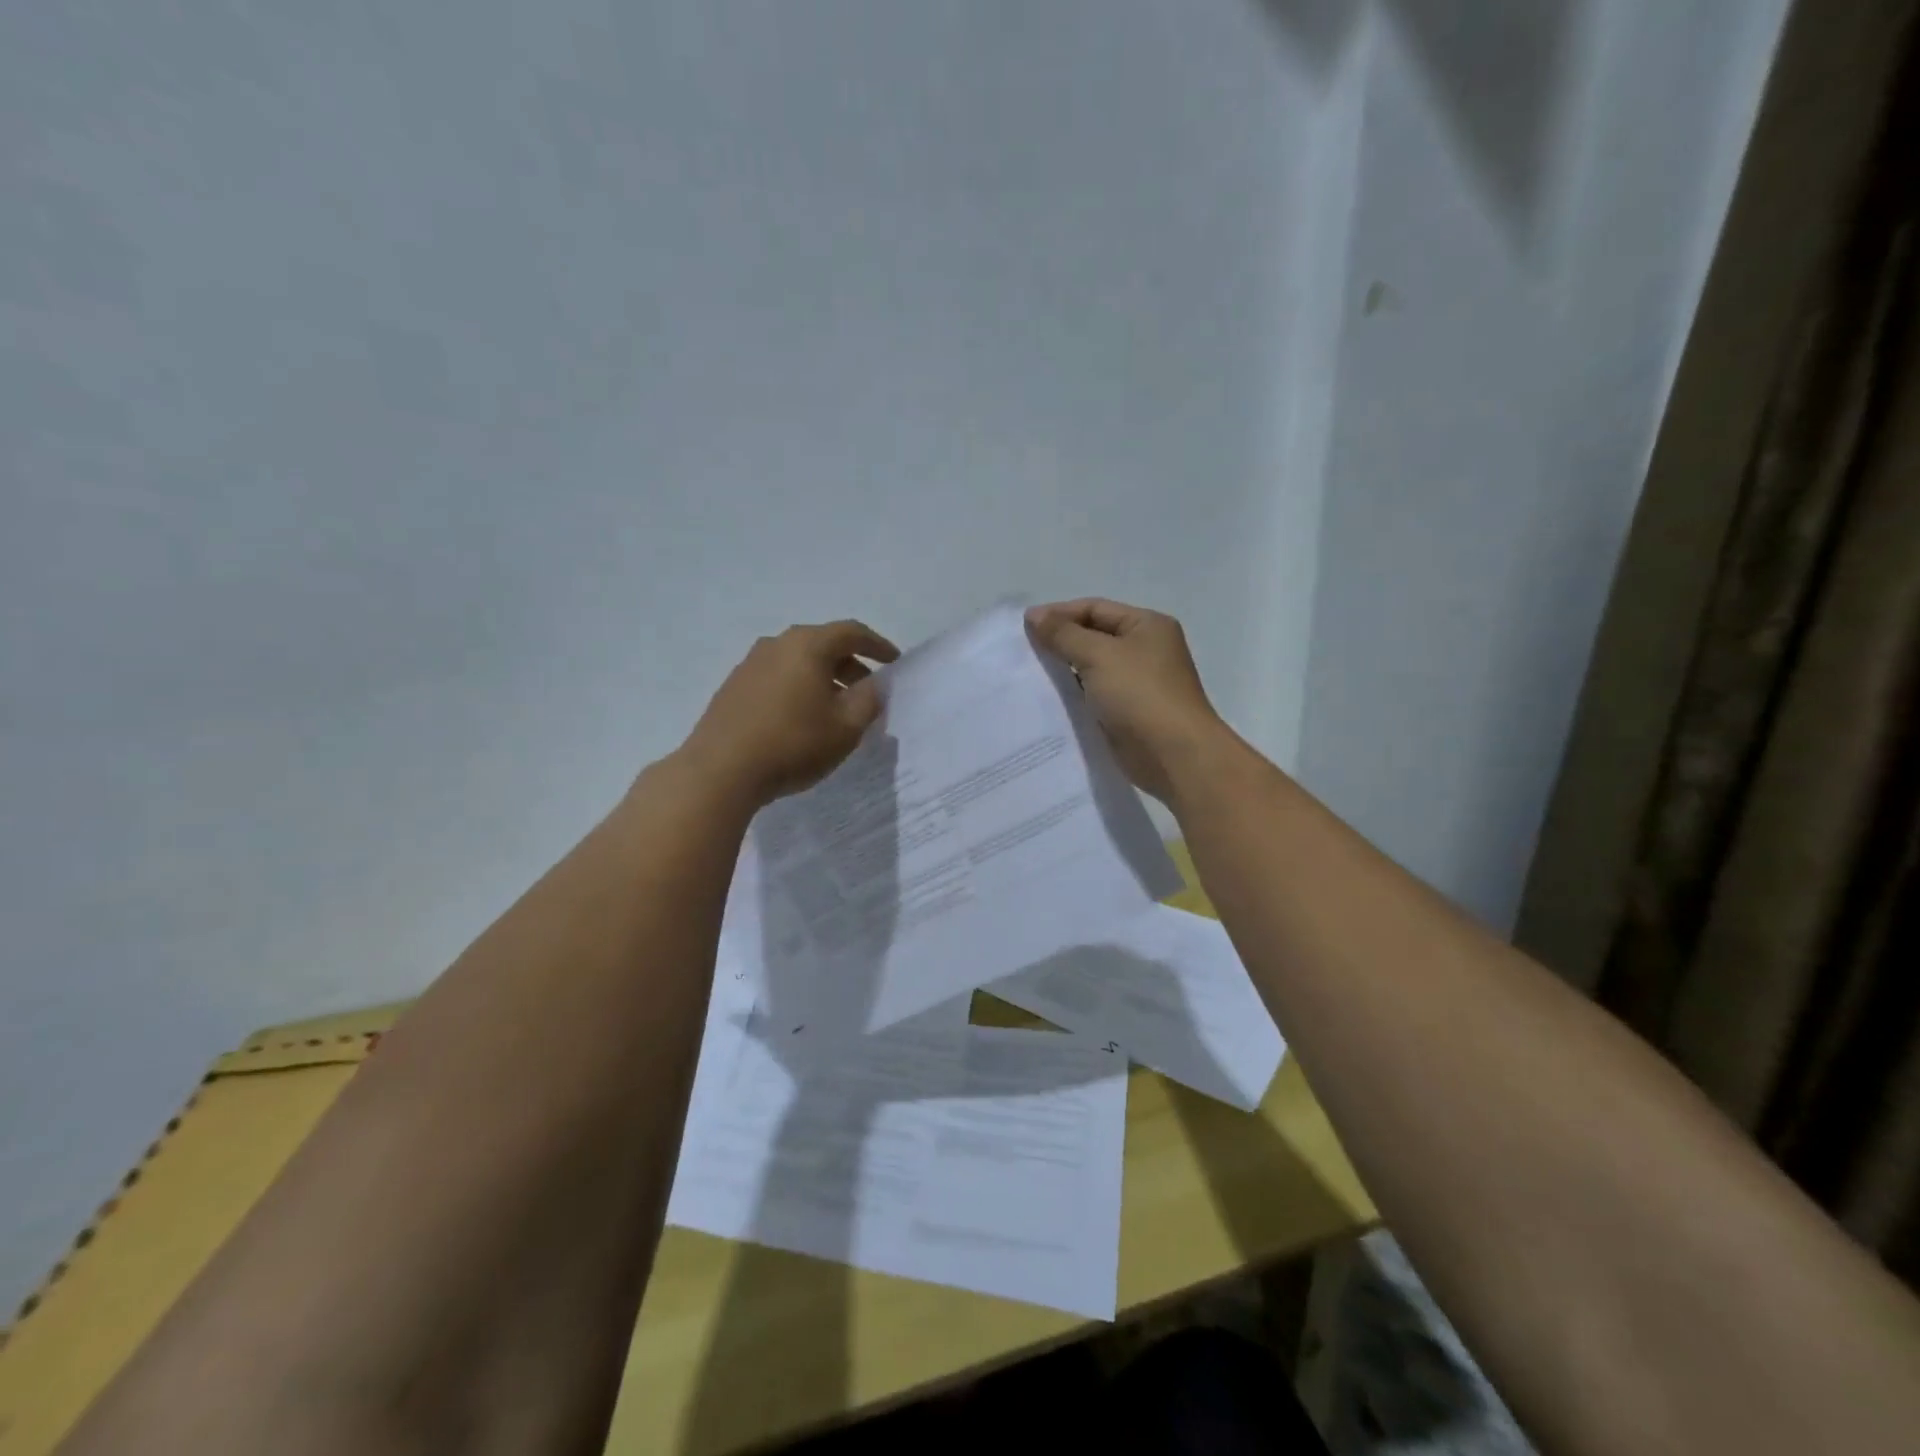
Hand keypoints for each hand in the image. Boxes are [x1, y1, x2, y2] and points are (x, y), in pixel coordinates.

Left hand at [680, 620, 899, 804]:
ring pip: (798, 661)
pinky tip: (801, 719)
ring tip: (836, 709)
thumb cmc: (793, 744)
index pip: (852, 632)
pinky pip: (777, 677)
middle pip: (823, 644)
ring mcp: (750, 664)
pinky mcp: (733, 687)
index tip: (894, 663)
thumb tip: (875, 684)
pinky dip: (798, 688)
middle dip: (851, 665)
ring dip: (823, 678)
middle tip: (867, 692)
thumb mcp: (846, 727)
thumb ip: (869, 700)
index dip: (878, 646)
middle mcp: (776, 644)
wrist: (720, 771)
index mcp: (807, 645)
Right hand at [1025, 598, 1224, 801]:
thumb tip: (1035, 615)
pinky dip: (1073, 696)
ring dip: (1064, 671)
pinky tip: (1048, 701)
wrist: (1173, 756)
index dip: (1059, 614)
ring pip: (1092, 668)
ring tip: (1029, 676)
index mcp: (1147, 626)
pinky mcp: (1128, 713)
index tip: (1024, 626)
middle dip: (1060, 642)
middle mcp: (1145, 650)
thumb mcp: (1099, 655)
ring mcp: (1138, 684)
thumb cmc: (1140, 695)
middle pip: (1094, 636)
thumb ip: (1064, 634)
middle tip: (1023, 651)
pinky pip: (1094, 696)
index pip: (1096, 609)